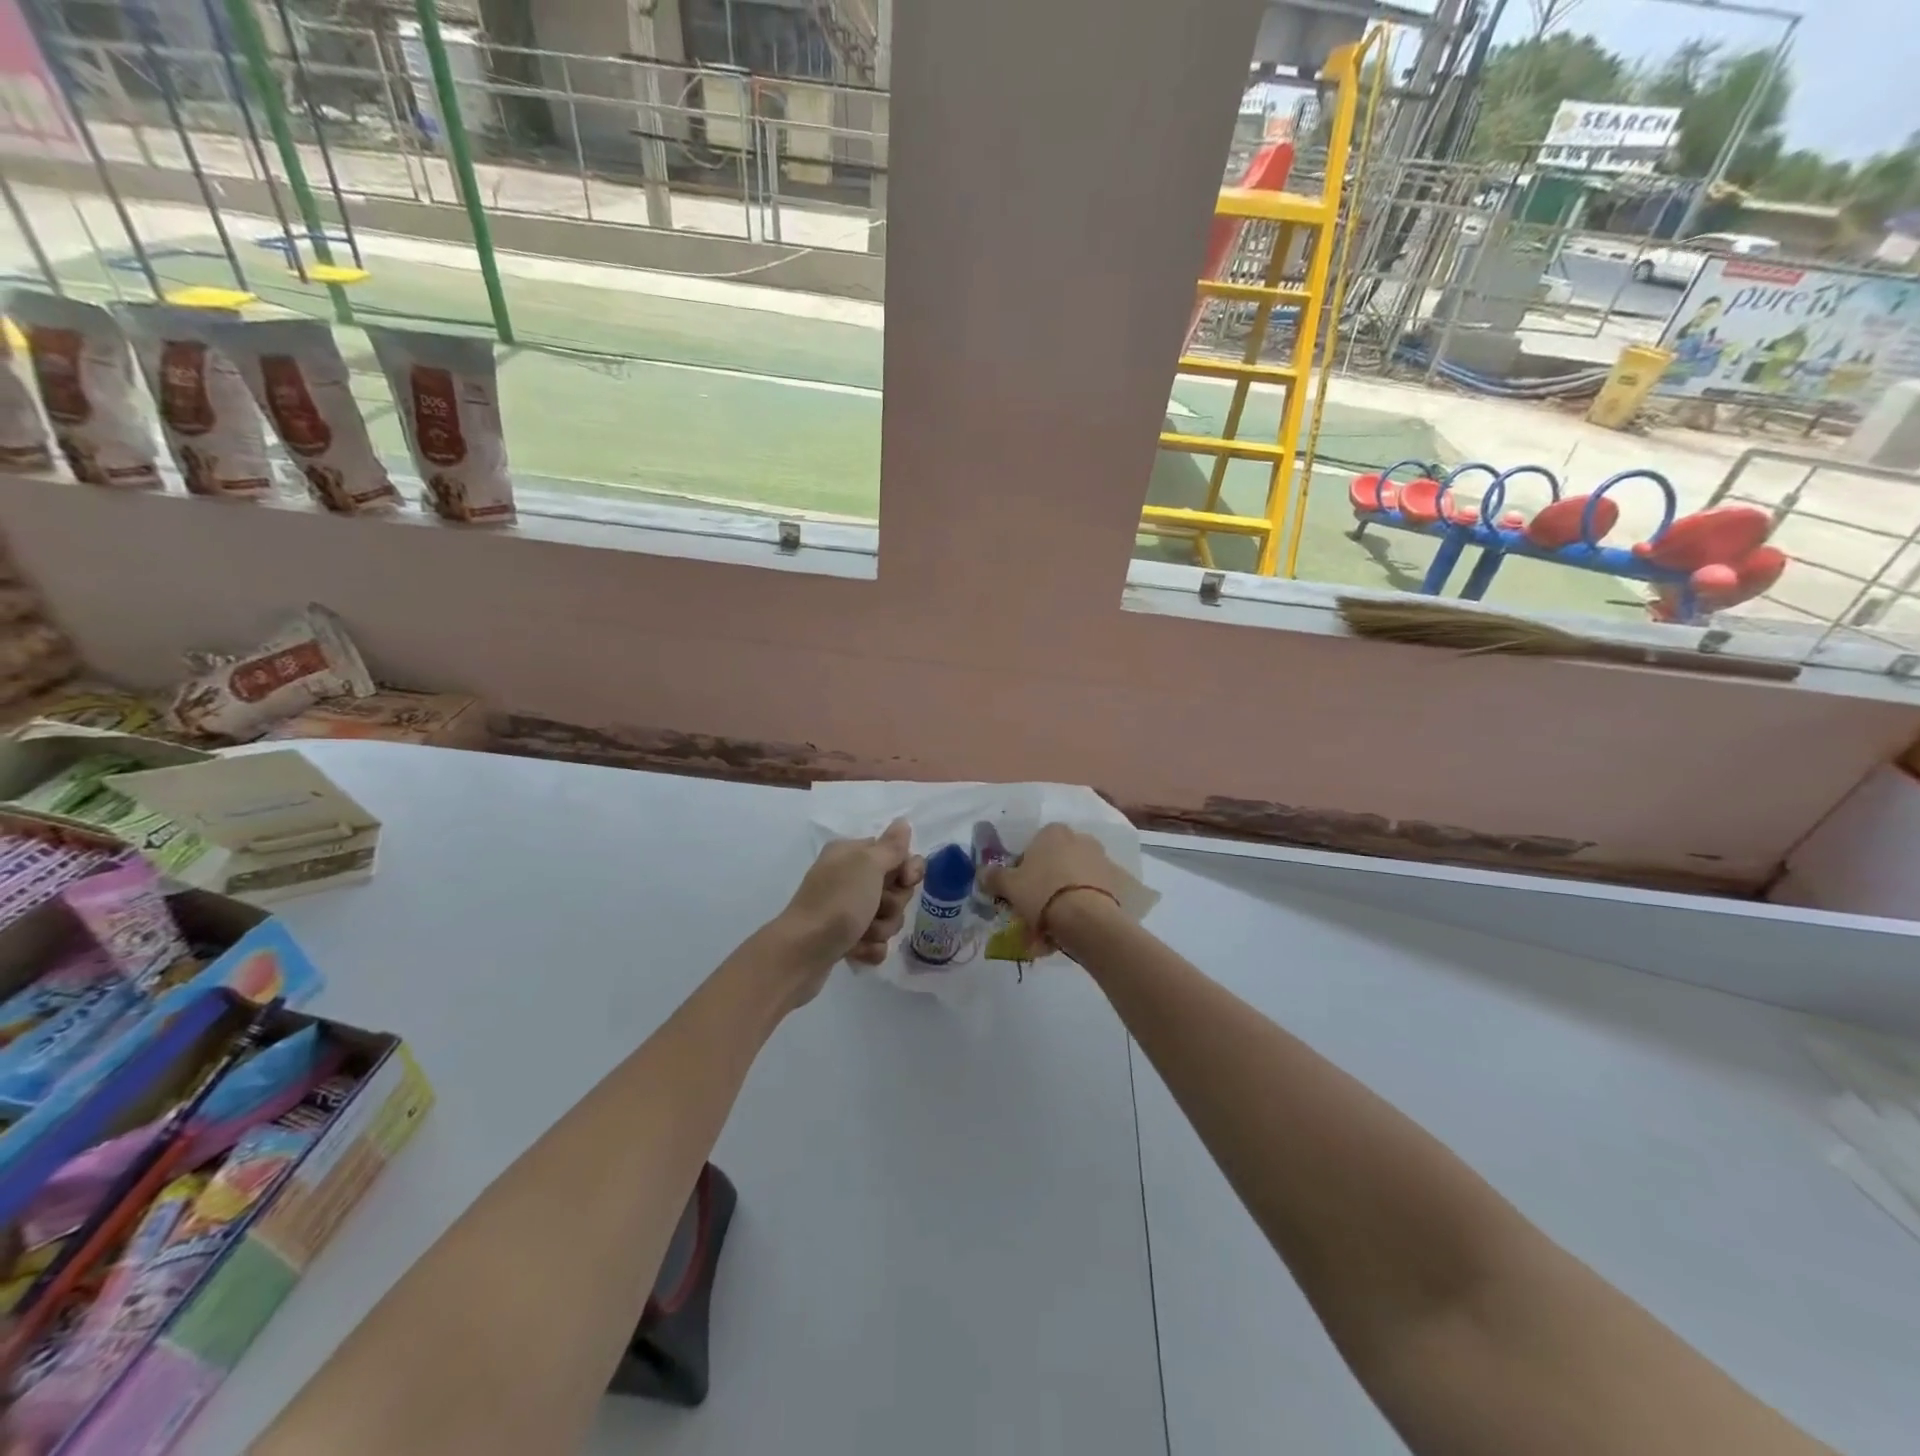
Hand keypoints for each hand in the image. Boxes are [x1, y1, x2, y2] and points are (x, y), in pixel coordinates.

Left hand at [775, 820, 924, 1000]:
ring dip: (881, 927)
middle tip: (877, 908)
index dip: (908, 868)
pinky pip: (875, 941)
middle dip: (893, 903)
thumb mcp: (867, 865)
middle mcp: (847, 877)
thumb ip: (891, 846)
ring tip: (862, 933)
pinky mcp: (845, 938)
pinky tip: (857, 949)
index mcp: (850, 854)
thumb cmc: (837, 903)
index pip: (894, 853)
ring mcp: (845, 909)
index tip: (907, 880)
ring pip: (887, 916)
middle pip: (895, 888)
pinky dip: (870, 947)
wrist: (801, 954)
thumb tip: (902, 822)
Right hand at [980, 824, 1125, 949]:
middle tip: (1037, 906)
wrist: (1086, 917)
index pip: (1033, 845)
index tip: (1020, 889)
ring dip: (1065, 891)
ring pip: (1075, 875)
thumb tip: (982, 872)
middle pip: (1056, 859)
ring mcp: (1101, 858)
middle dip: (1047, 879)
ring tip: (1056, 922)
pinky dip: (1084, 901)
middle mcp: (1079, 837)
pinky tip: (1075, 923)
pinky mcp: (1116, 880)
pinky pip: (1092, 889)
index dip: (1024, 867)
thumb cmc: (1042, 893)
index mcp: (1053, 831)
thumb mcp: (1009, 886)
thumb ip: (994, 876)